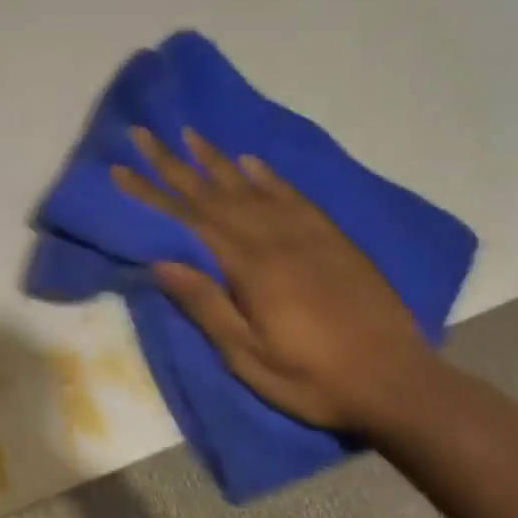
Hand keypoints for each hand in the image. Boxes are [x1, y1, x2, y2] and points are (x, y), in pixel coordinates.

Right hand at [113, 127, 434, 433]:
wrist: (397, 383)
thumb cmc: (312, 379)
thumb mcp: (248, 357)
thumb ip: (207, 306)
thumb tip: (161, 262)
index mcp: (252, 268)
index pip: (189, 219)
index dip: (151, 193)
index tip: (120, 168)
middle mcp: (277, 239)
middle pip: (215, 193)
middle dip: (174, 163)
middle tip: (143, 134)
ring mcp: (309, 235)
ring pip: (252, 187)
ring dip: (216, 160)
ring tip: (190, 134)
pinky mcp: (334, 240)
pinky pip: (294, 197)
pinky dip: (269, 176)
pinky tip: (251, 162)